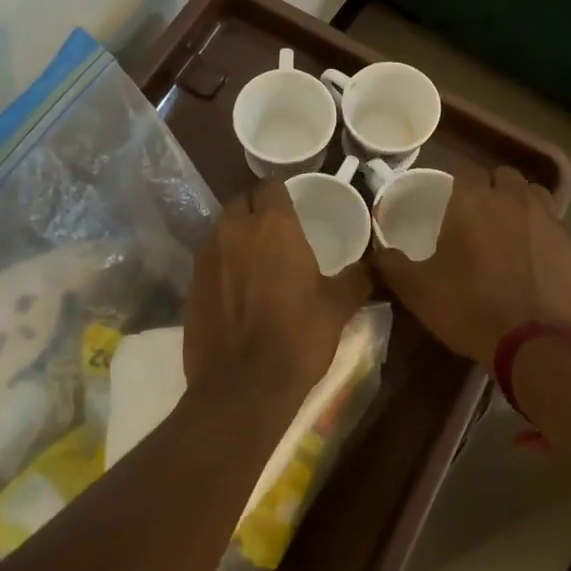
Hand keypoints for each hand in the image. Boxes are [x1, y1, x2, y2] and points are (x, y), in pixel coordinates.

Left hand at [183, 180, 371, 418]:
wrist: (243, 386)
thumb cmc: (298, 336)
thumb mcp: (338, 306)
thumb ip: (358, 278)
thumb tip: (379, 263)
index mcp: (274, 225)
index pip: (271, 185)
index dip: (282, 192)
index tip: (294, 206)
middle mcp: (235, 229)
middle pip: (242, 201)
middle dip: (257, 208)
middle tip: (276, 230)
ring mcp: (207, 255)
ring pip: (222, 226)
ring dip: (237, 232)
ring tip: (256, 255)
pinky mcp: (190, 281)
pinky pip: (208, 256)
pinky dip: (222, 260)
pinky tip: (236, 284)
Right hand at [372, 165, 570, 364]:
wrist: (535, 342)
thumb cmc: (469, 308)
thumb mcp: (417, 290)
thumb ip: (391, 264)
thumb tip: (378, 252)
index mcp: (473, 201)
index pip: (464, 170)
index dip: (456, 183)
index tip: (447, 202)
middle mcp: (512, 198)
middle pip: (502, 176)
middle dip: (490, 189)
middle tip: (478, 216)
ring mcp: (547, 218)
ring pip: (533, 194)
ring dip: (520, 203)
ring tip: (509, 229)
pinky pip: (554, 224)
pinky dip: (542, 231)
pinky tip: (534, 256)